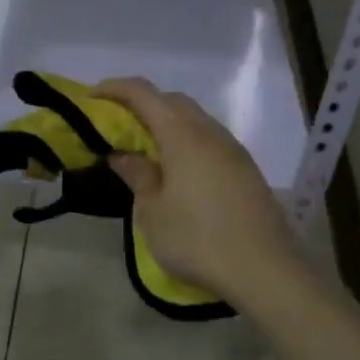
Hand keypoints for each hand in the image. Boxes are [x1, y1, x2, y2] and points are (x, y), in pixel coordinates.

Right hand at [94, 77, 298, 306]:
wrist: (266, 270)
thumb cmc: (198, 239)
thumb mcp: (153, 212)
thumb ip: (137, 175)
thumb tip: (123, 154)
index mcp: (182, 134)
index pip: (143, 93)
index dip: (114, 89)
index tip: (92, 98)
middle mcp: (209, 132)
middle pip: (172, 100)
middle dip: (143, 104)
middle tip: (120, 126)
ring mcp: (233, 149)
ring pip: (195, 119)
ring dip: (168, 123)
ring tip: (148, 150)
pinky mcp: (246, 169)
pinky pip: (210, 140)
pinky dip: (188, 141)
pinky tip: (180, 171)